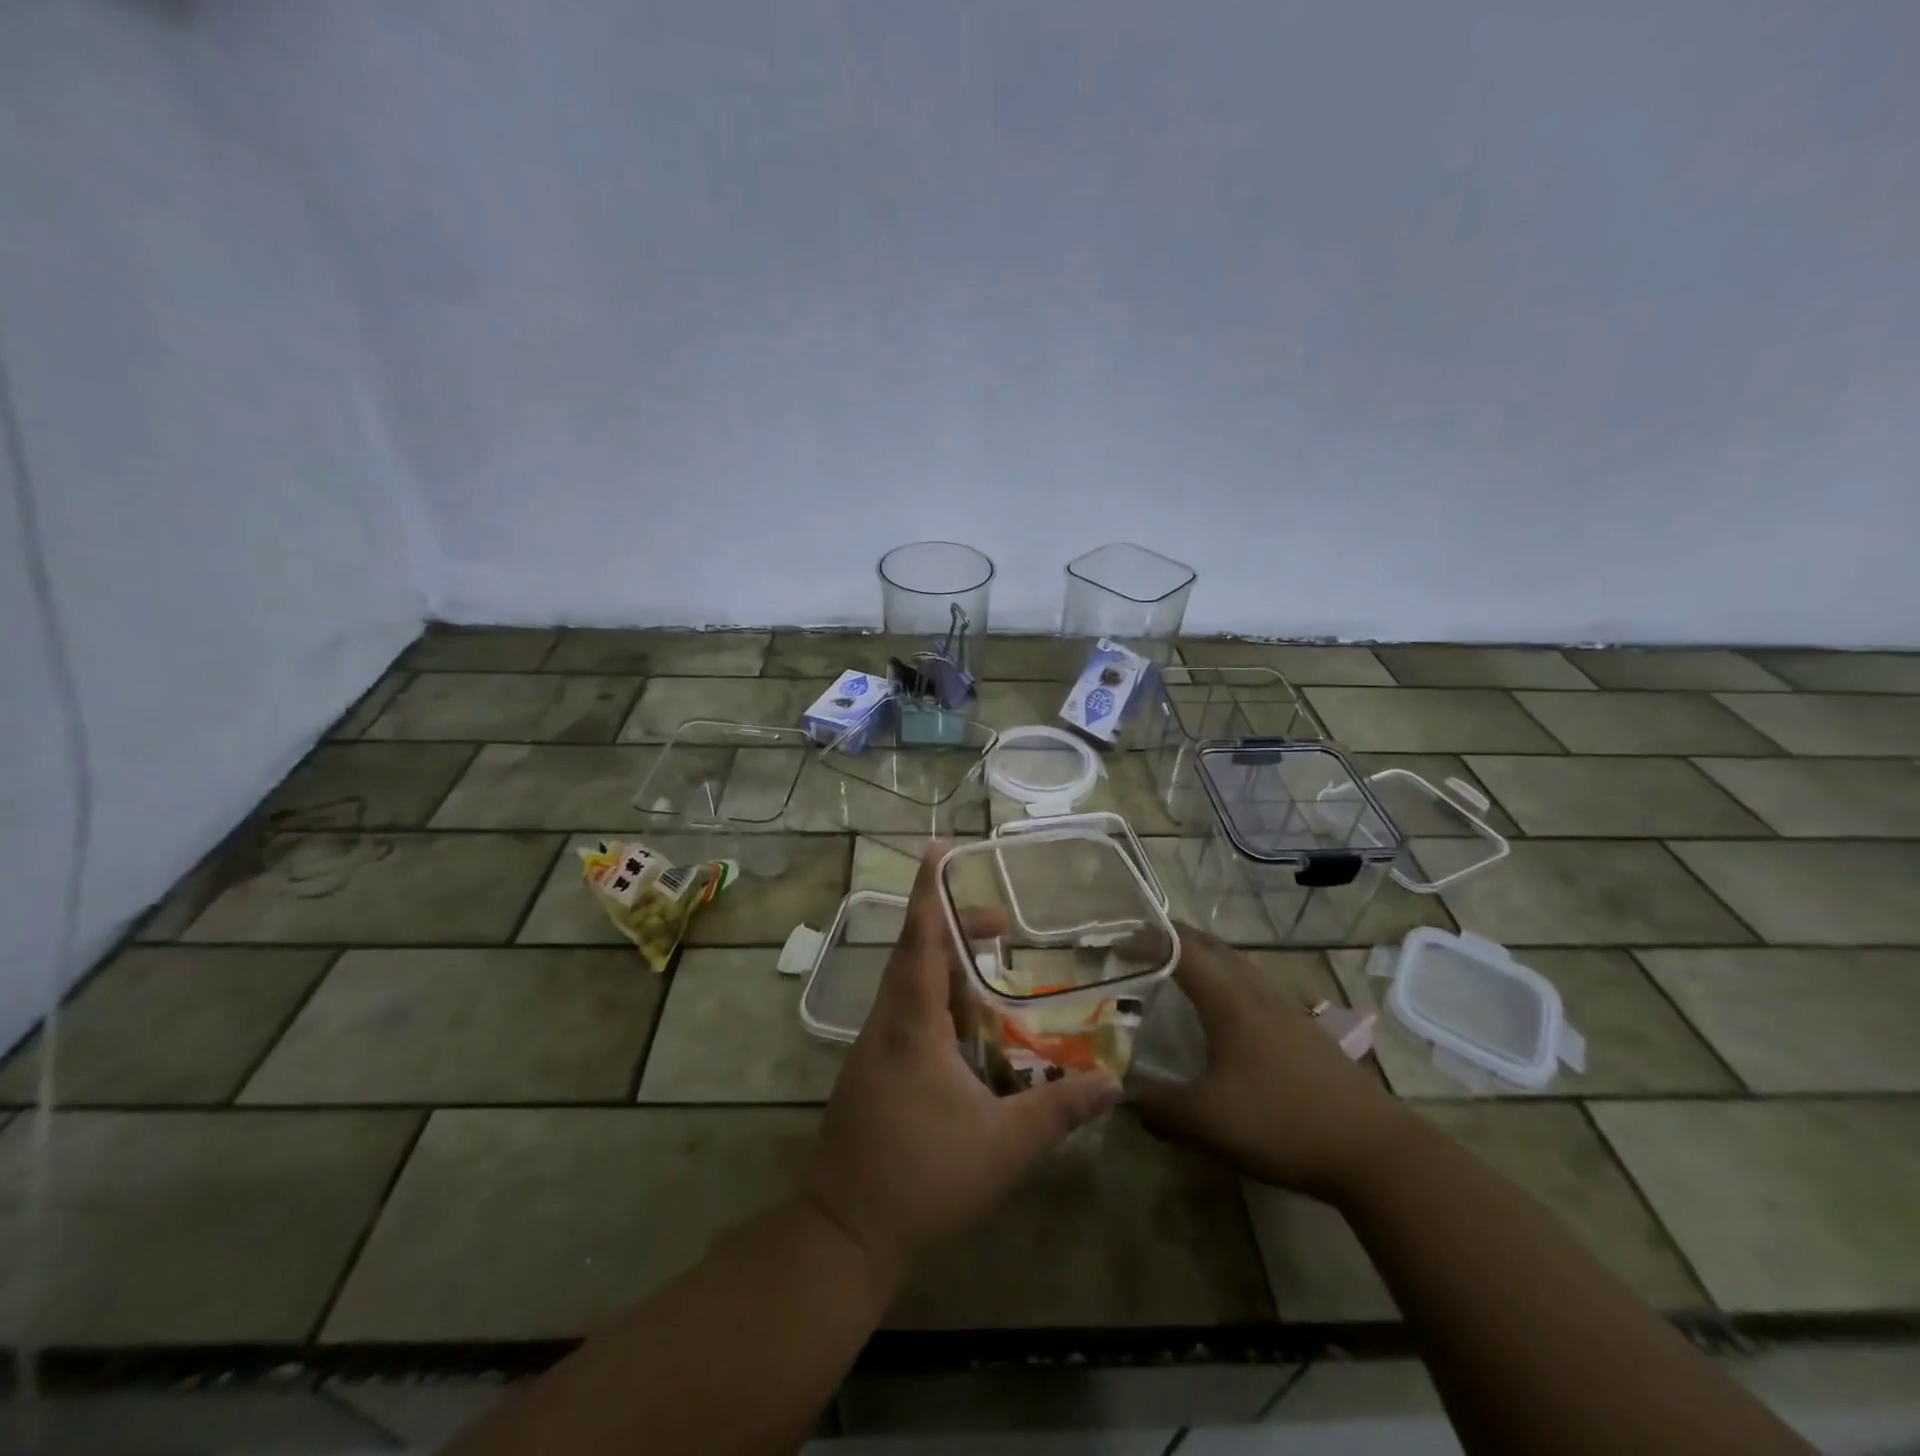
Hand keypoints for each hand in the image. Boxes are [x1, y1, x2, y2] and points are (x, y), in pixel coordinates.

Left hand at [799, 844, 1122, 1280]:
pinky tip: (968, 1030)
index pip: (920, 936)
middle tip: (1001, 924)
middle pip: (916, 952)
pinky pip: (907, 1014)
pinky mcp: (873, 1070)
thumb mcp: (1003, 1146)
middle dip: (955, 927)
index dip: (930, 888)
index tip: (939, 846)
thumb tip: (1114, 1083)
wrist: (843, 1231)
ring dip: (947, 967)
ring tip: (991, 970)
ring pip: (909, 985)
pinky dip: (938, 1001)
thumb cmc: (922, 1177)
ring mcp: (874, 1046)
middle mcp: (887, 1021)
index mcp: (911, 1022)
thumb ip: (1060, 1111)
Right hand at [1132, 924, 1415, 1202]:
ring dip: (1204, 960)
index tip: (1117, 941)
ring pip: (1237, 965)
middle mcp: (1256, 990)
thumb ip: (1157, 1107)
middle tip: (1141, 950)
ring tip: (1177, 977)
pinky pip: (1255, 988)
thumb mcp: (1205, 1121)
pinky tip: (1225, 1019)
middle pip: (1211, 946)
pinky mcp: (1304, 1031)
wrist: (1374, 1151)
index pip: (1180, 948)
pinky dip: (1228, 985)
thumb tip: (1123, 1096)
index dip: (1147, 938)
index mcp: (1228, 998)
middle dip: (1173, 940)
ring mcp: (1285, 1008)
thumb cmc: (1281, 1121)